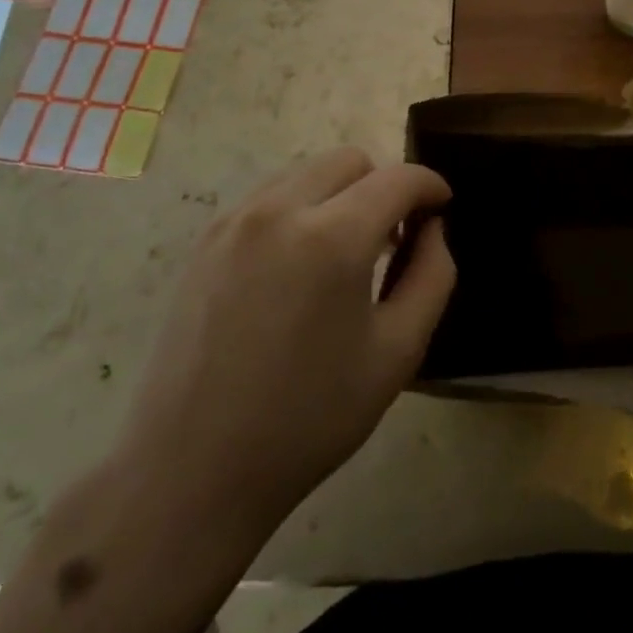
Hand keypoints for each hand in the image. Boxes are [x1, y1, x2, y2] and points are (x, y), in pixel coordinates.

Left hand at [113, 148, 454, 543]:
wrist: (190, 471)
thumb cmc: (308, 419)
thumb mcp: (398, 352)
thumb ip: (432, 275)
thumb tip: (432, 228)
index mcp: (332, 237)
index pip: (398, 178)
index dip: (431, 186)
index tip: (442, 210)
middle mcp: (279, 210)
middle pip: (350, 161)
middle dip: (384, 186)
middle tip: (393, 240)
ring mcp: (234, 222)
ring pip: (306, 173)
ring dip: (340, 195)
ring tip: (343, 254)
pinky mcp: (205, 242)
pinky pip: (269, 198)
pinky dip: (299, 210)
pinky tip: (298, 268)